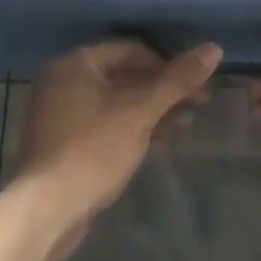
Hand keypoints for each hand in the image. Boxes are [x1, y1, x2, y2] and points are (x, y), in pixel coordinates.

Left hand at [12, 38, 221, 249]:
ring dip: (152, 110)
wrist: (46, 211)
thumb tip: (213, 48)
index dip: (168, 64)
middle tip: (199, 104)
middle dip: (163, 89)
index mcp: (77, 63)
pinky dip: (132, 127)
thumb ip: (177, 80)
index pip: (132, 49)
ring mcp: (61, 112)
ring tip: (185, 124)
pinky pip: (104, 122)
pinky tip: (160, 141)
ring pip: (116, 101)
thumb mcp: (140, 112)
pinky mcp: (64, 141)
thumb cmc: (93, 150)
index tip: (197, 84)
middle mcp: (64, 80)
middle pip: (125, 74)